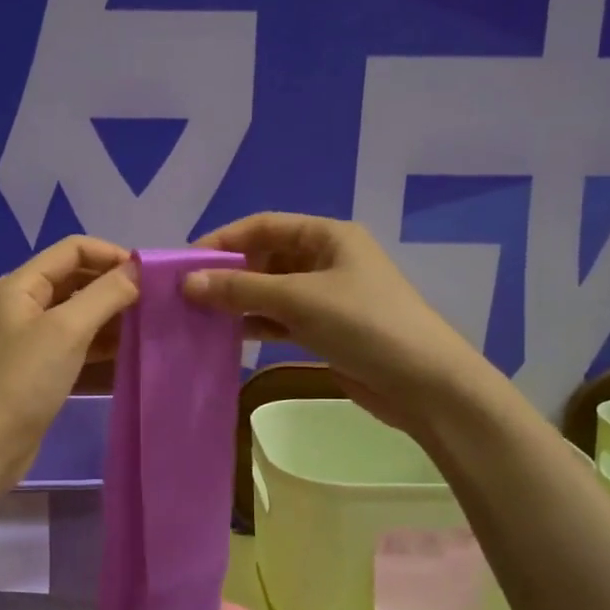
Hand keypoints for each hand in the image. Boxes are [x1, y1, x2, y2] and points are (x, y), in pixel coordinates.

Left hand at [0, 236, 139, 479]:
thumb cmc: (25, 380)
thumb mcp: (68, 330)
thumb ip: (105, 294)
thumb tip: (139, 269)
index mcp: (22, 283)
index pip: (74, 248)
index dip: (112, 254)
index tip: (150, 276)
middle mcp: (25, 301)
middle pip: (77, 275)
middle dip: (114, 282)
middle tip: (153, 299)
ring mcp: (32, 333)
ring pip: (79, 307)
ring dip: (111, 310)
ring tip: (147, 321)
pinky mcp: (41, 362)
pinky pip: (77, 337)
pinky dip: (101, 337)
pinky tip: (127, 346)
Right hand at [182, 213, 481, 433]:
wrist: (424, 384)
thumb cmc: (364, 325)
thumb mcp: (299, 300)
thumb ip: (241, 289)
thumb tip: (187, 282)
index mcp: (328, 236)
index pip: (263, 226)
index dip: (223, 240)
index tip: (185, 262)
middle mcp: (327, 260)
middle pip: (267, 257)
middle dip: (229, 273)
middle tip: (188, 295)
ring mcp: (328, 297)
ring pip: (273, 291)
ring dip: (240, 301)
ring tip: (200, 316)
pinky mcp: (328, 330)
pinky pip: (283, 319)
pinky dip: (258, 324)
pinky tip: (230, 336)